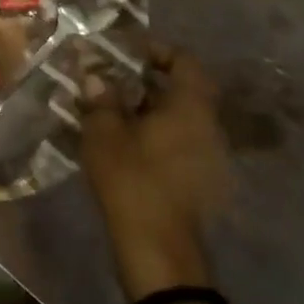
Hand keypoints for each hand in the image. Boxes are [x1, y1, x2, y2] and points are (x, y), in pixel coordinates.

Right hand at [80, 49, 232, 300]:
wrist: (159, 252)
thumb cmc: (134, 181)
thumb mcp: (105, 133)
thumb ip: (101, 98)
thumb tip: (94, 74)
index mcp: (191, 108)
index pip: (184, 61)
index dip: (156, 50)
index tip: (124, 53)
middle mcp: (207, 127)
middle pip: (181, 90)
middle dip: (144, 81)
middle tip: (109, 80)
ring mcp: (208, 156)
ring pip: (178, 118)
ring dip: (146, 109)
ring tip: (109, 111)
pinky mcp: (199, 181)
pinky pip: (177, 142)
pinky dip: (153, 134)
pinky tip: (122, 143)